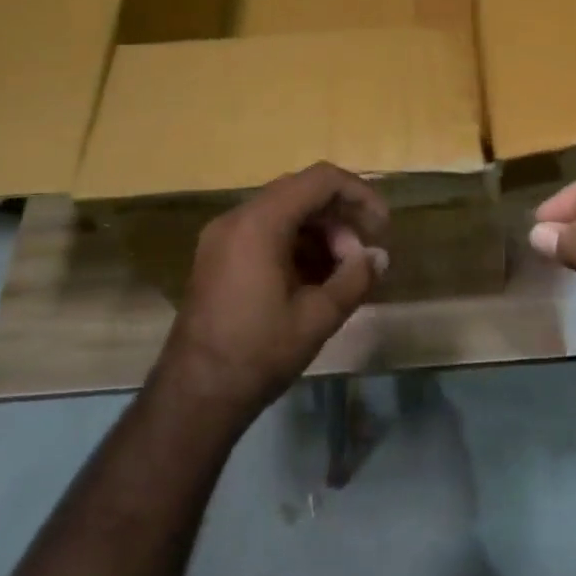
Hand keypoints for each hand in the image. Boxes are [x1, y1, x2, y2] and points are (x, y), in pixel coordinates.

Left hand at [157, 162, 388, 429]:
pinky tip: (315, 279)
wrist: (195, 396)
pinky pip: (265, 231)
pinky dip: (296, 244)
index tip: (381, 226)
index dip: (358, 194)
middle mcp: (237, 218)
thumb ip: (355, 277)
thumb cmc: (259, 352)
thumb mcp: (318, 316)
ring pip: (284, 212)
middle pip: (301, 192)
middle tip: (362, 256)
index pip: (320, 180)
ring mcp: (223, 236)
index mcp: (260, 222)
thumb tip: (379, 256)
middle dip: (340, 218)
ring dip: (320, 232)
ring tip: (342, 273)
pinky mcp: (218, 256)